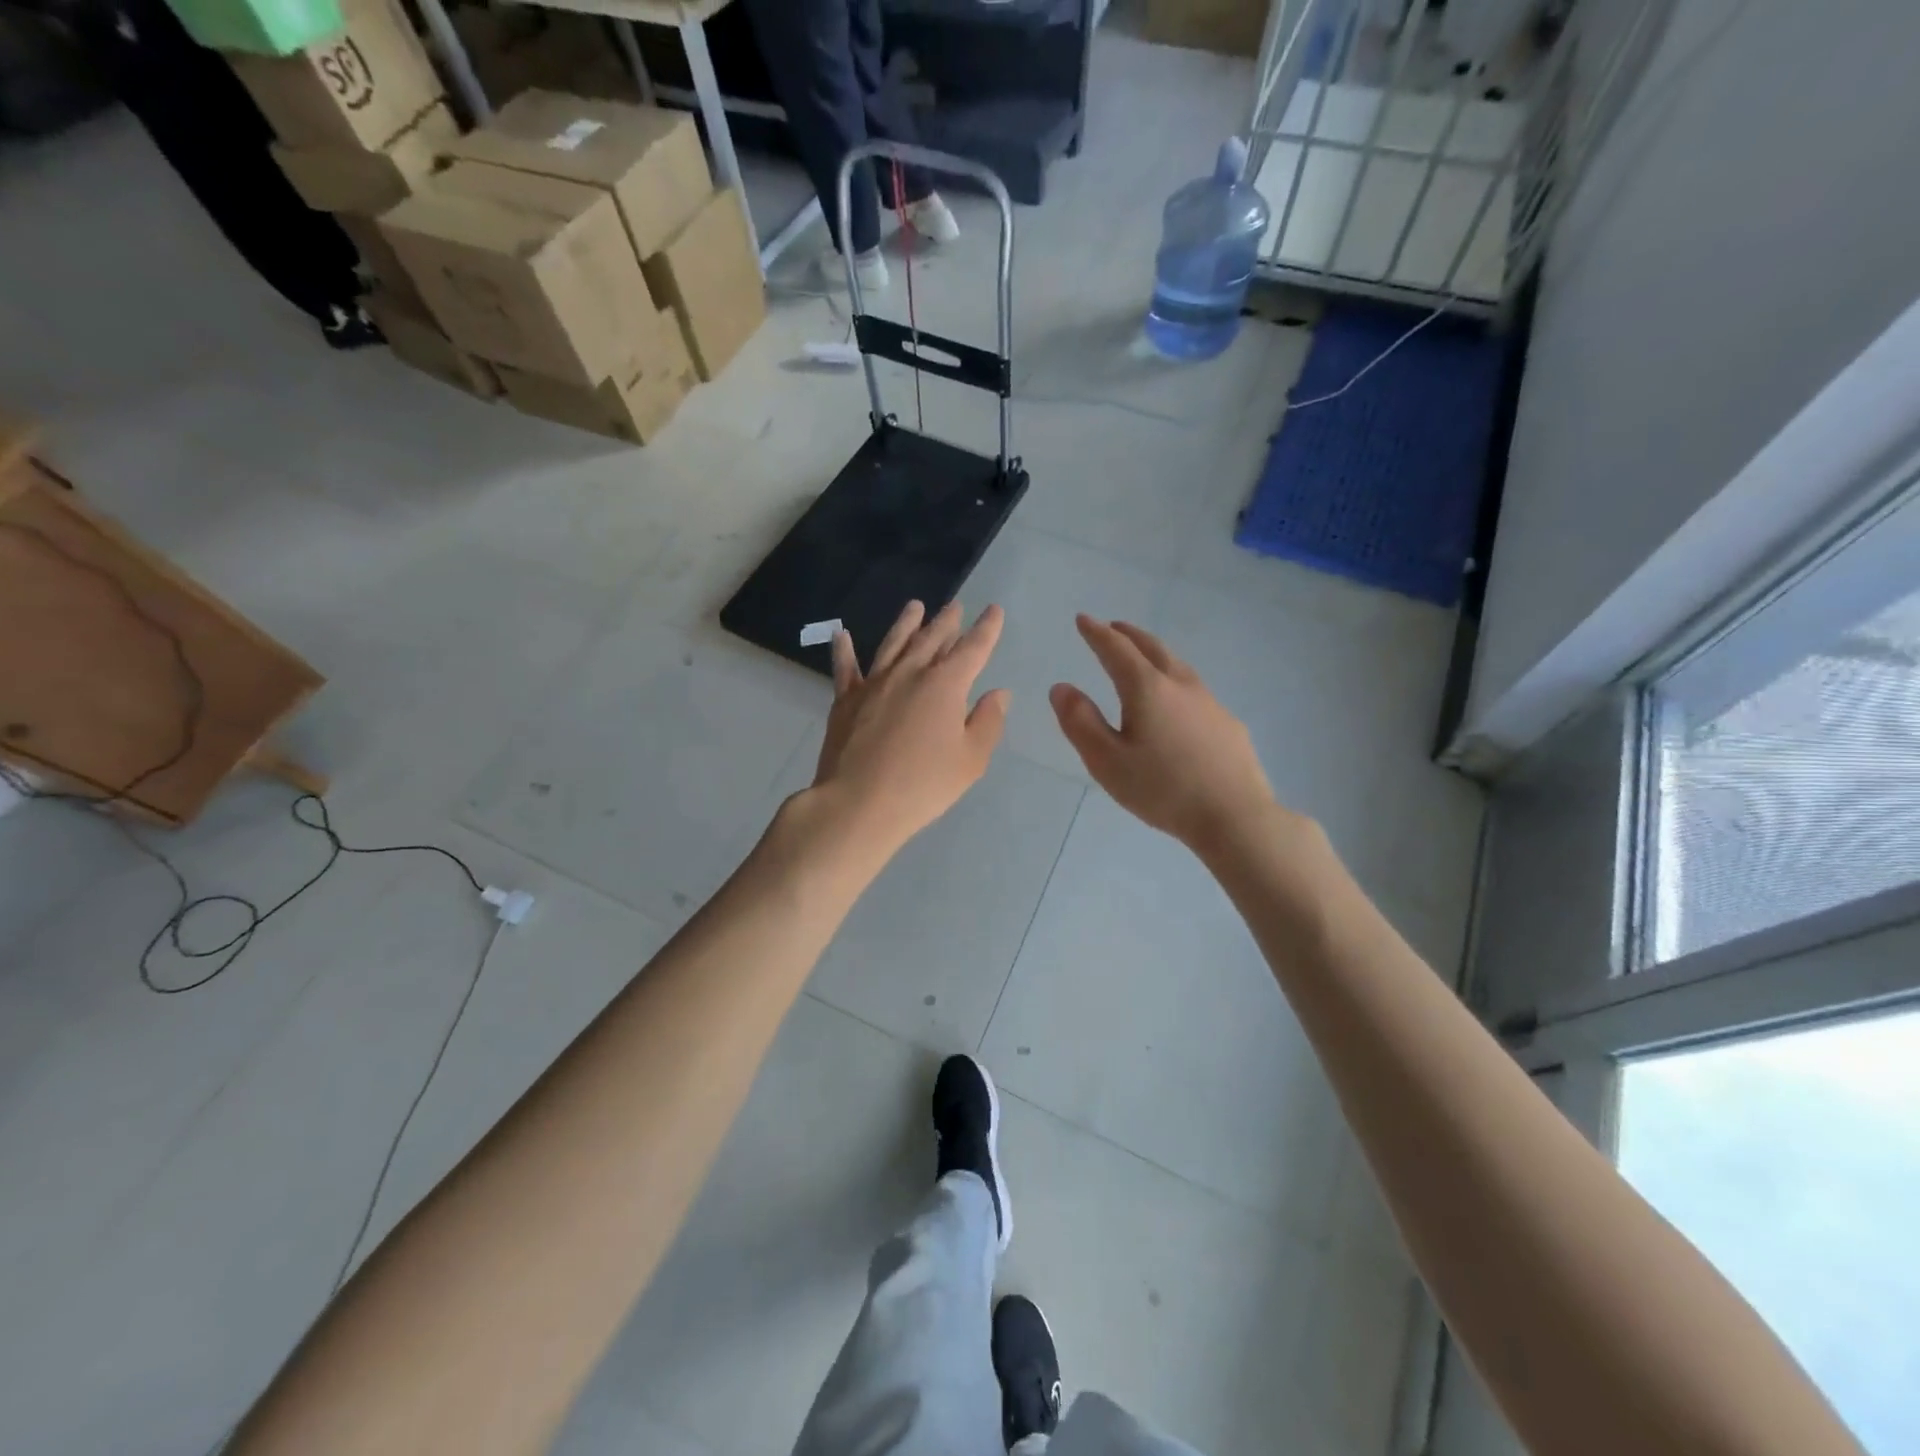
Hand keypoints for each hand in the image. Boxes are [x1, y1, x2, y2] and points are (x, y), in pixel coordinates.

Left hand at [810, 600, 1010, 859]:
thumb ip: (987, 722)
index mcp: (945, 685)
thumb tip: (998, 693)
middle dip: (947, 621)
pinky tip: (842, 635)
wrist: (858, 803)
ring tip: (915, 606)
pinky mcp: (846, 700)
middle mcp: (909, 673)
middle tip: (955, 606)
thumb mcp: (970, 760)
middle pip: (932, 639)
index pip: (973, 649)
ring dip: (906, 624)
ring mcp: (874, 684)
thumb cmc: (923, 785)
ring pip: (893, 644)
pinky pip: (846, 668)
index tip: (994, 611)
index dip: (986, 629)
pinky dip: (844, 650)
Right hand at [1051, 616, 1285, 854]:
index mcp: (1146, 689)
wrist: (1234, 816)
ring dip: (1155, 653)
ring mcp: (1209, 702)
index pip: (1116, 649)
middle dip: (1128, 634)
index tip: (1083, 619)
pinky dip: (1175, 680)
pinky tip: (1176, 702)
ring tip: (1142, 656)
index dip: (1096, 633)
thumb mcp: (1106, 761)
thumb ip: (1080, 722)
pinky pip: (1194, 689)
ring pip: (1177, 665)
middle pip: (1152, 647)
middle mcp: (1180, 685)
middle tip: (1113, 627)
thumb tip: (1061, 688)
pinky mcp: (1228, 723)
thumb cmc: (1162, 789)